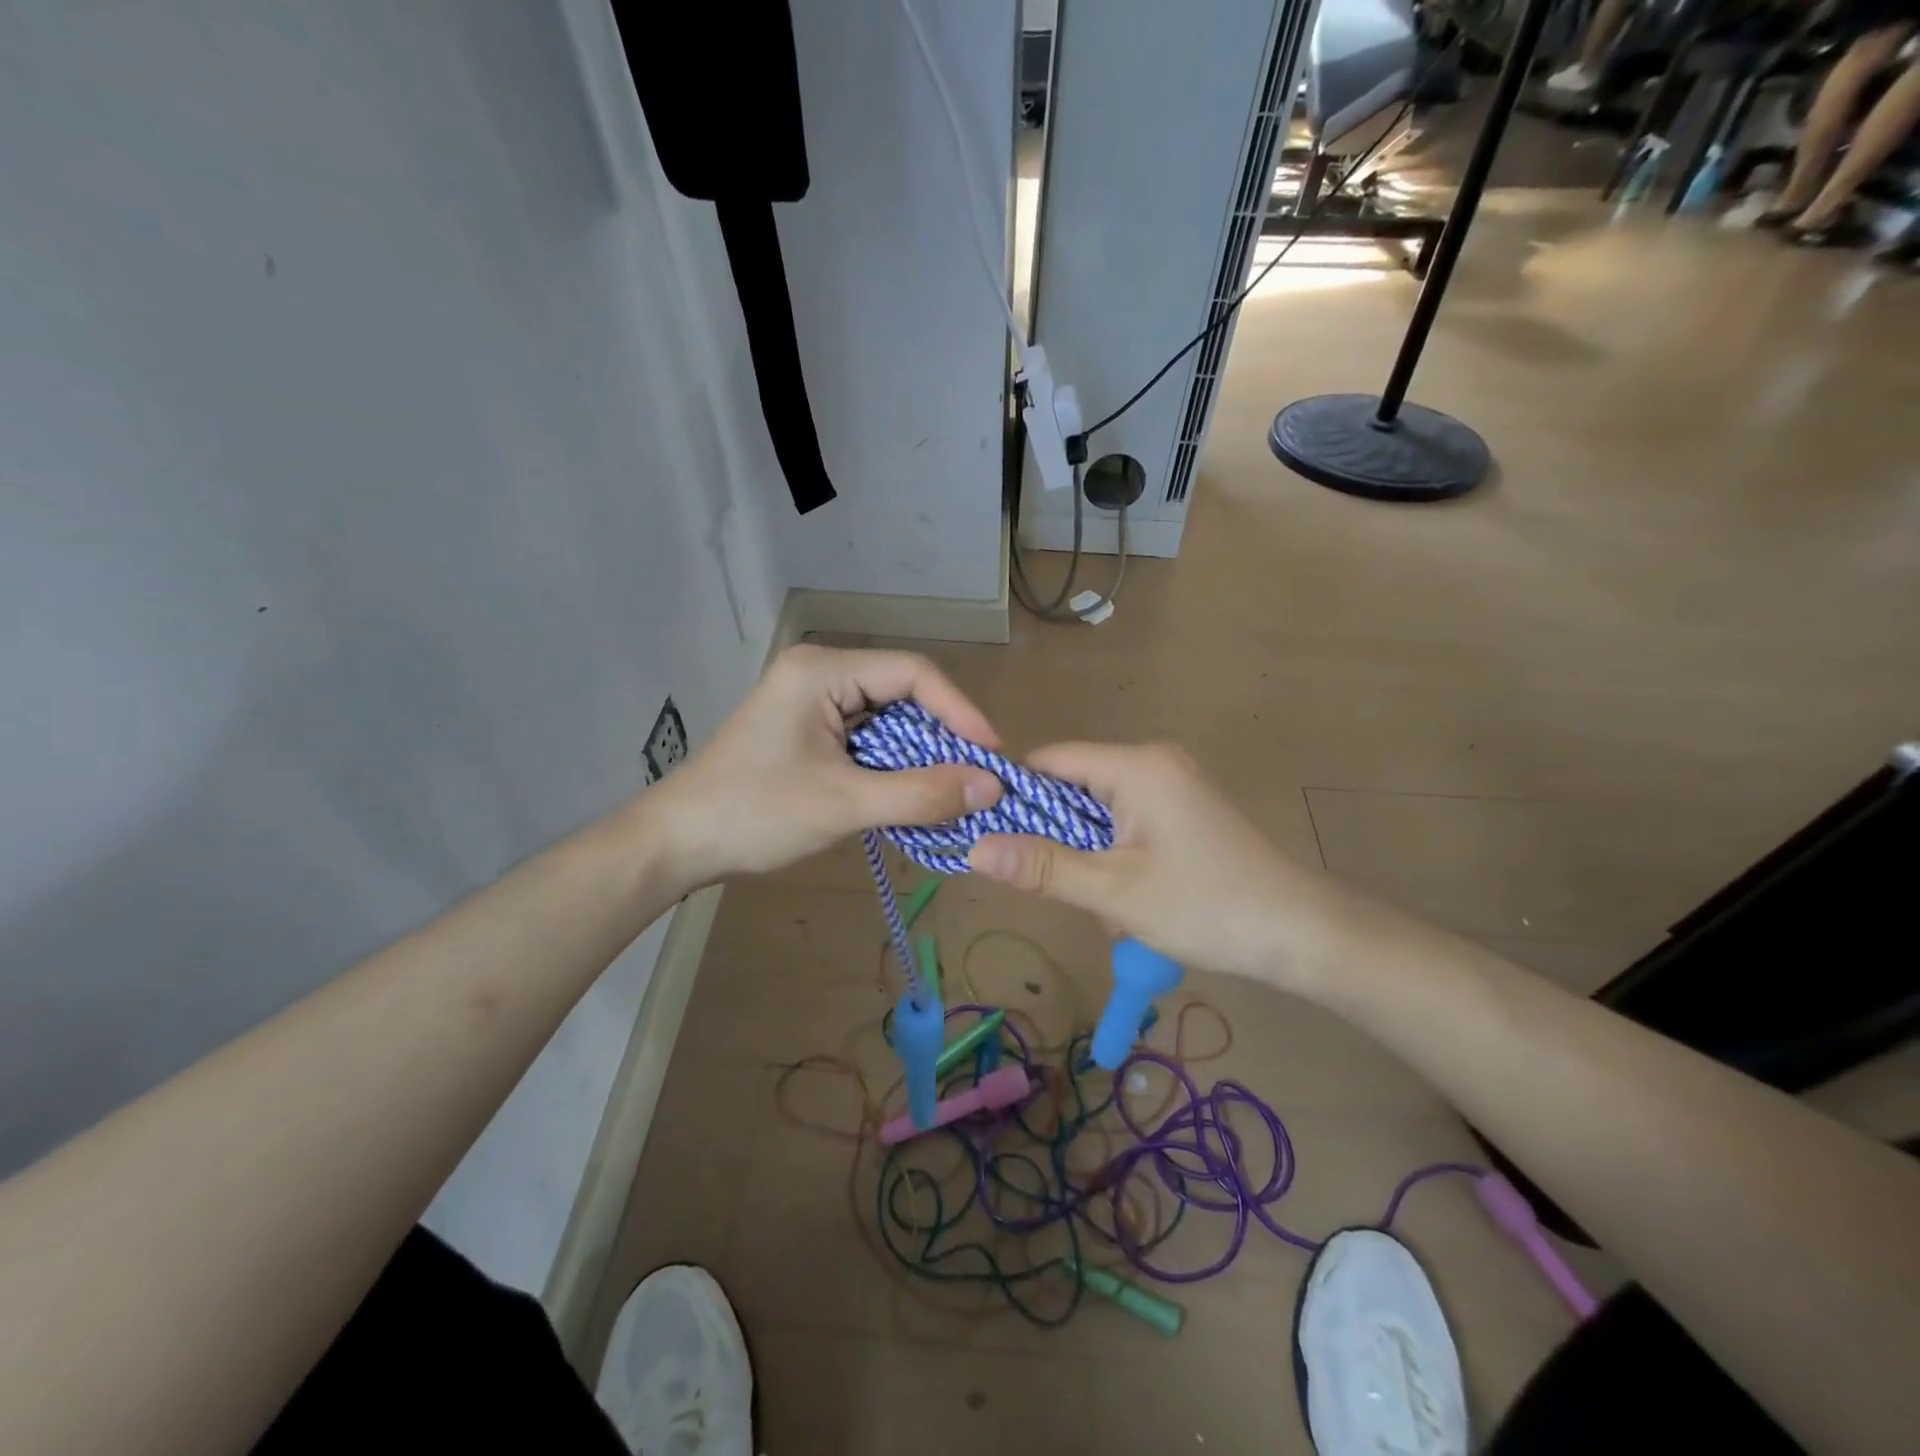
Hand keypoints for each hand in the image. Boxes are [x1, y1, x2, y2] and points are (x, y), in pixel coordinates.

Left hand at [645, 645, 1001, 887]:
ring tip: (953, 790)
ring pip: (887, 718)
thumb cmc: (754, 813)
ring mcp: (812, 701)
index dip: (959, 711)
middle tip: (978, 778)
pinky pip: (867, 738)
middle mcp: (820, 673)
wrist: (676, 844)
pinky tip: (913, 793)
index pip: (913, 673)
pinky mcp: (808, 730)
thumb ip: (921, 793)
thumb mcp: (844, 804)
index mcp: (823, 670)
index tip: (992, 756)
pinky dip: (894, 765)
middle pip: (903, 693)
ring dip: (920, 754)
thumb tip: (993, 786)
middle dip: (942, 736)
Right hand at [966, 743, 1341, 989]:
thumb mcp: (1114, 892)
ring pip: (1101, 814)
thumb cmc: (1206, 907)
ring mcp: (1175, 784)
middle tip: (1060, 890)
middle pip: (1075, 789)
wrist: (1304, 934)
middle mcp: (1154, 762)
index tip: (990, 837)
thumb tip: (974, 848)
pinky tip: (1133, 905)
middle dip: (1060, 842)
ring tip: (1109, 911)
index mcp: (1136, 766)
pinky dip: (1118, 860)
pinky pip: (1130, 824)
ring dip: (1091, 859)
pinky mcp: (1187, 810)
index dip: (1014, 796)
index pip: (1050, 761)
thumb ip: (1042, 867)